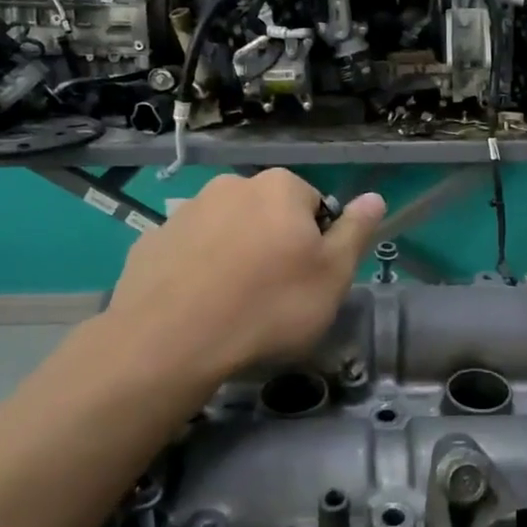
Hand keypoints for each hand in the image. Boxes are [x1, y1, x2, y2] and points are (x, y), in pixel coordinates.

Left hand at [99, 171, 384, 383]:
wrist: (171, 341)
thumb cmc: (269, 306)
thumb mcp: (333, 275)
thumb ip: (356, 232)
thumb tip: (374, 198)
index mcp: (280, 187)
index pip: (315, 206)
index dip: (317, 244)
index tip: (309, 280)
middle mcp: (231, 186)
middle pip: (269, 215)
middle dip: (275, 246)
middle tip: (275, 295)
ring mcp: (186, 211)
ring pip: (227, 232)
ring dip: (236, 257)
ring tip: (234, 306)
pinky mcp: (151, 241)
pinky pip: (190, 253)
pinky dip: (198, 271)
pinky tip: (199, 307)